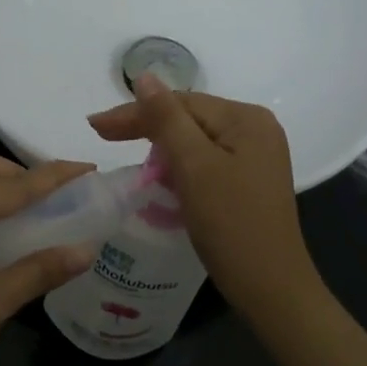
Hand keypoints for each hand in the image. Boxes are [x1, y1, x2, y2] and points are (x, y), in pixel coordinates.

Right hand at [88, 74, 319, 317]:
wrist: (271, 289)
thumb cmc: (231, 224)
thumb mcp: (193, 166)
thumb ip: (166, 119)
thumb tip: (144, 76)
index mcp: (246, 119)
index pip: (180, 103)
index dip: (135, 112)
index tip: (95, 126)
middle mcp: (256, 129)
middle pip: (189, 118)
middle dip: (146, 127)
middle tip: (101, 135)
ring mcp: (255, 157)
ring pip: (195, 141)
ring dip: (160, 147)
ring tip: (124, 151)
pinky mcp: (249, 182)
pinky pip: (205, 161)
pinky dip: (179, 166)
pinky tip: (159, 175)